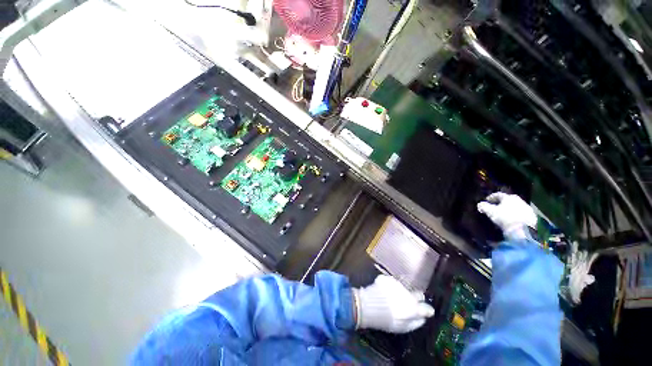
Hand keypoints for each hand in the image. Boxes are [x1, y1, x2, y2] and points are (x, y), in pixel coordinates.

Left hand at [354, 275, 434, 332]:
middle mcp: (408, 293)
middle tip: (410, 302)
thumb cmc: (388, 320)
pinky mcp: (387, 278)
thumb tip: (422, 318)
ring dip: (402, 292)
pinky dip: (390, 287)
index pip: (427, 308)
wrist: (370, 305)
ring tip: (393, 298)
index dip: (427, 310)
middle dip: (417, 298)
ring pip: (404, 287)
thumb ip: (416, 322)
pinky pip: (392, 283)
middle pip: (418, 294)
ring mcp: (397, 284)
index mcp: (414, 307)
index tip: (425, 311)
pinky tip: (384, 292)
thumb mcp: (404, 328)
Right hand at [477, 192, 536, 240]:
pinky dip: (516, 215)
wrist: (524, 231)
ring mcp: (527, 208)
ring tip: (504, 214)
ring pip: (515, 206)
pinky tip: (512, 220)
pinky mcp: (532, 217)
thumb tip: (480, 204)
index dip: (491, 197)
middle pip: (508, 200)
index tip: (486, 200)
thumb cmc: (505, 218)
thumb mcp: (491, 212)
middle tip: (495, 207)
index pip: (498, 194)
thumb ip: (484, 207)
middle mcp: (519, 200)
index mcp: (508, 197)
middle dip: (501, 203)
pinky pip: (521, 214)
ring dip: (509, 209)